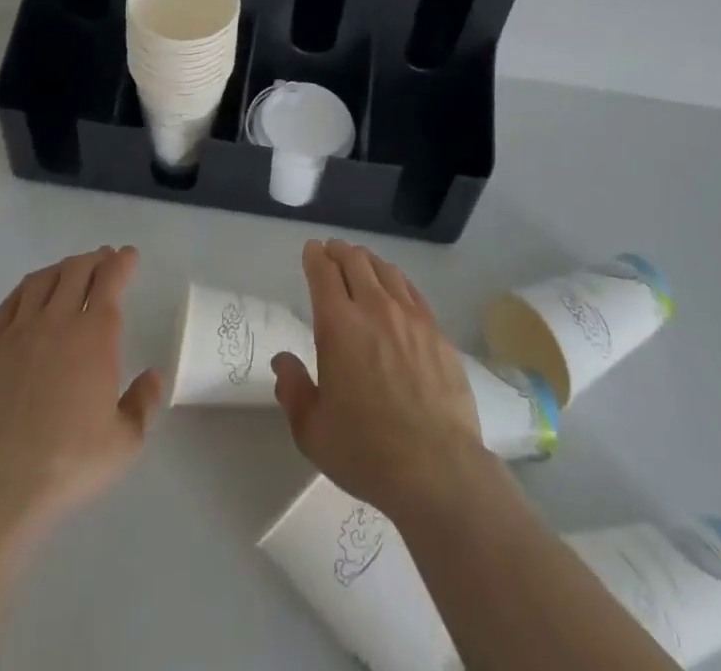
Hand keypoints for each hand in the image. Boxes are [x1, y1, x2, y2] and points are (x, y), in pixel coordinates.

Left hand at [0, 246, 162, 547]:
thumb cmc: (68, 465)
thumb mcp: (124, 443)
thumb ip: (143, 403)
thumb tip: (153, 376)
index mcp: (95, 335)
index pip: (111, 280)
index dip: (122, 262)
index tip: (128, 255)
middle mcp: (57, 321)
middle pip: (76, 270)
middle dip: (93, 259)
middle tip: (103, 259)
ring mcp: (18, 332)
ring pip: (41, 280)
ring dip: (61, 268)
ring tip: (69, 270)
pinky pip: (9, 303)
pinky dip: (26, 289)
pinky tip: (30, 293)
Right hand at [272, 239, 486, 519]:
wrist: (437, 469)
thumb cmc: (366, 451)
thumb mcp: (312, 430)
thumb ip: (293, 390)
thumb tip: (283, 361)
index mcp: (338, 325)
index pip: (324, 272)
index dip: (315, 257)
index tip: (312, 250)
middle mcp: (374, 309)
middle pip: (356, 262)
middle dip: (340, 252)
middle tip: (333, 252)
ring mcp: (411, 318)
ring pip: (386, 271)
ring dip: (369, 261)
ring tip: (362, 263)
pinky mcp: (437, 333)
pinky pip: (412, 292)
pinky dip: (397, 281)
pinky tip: (396, 289)